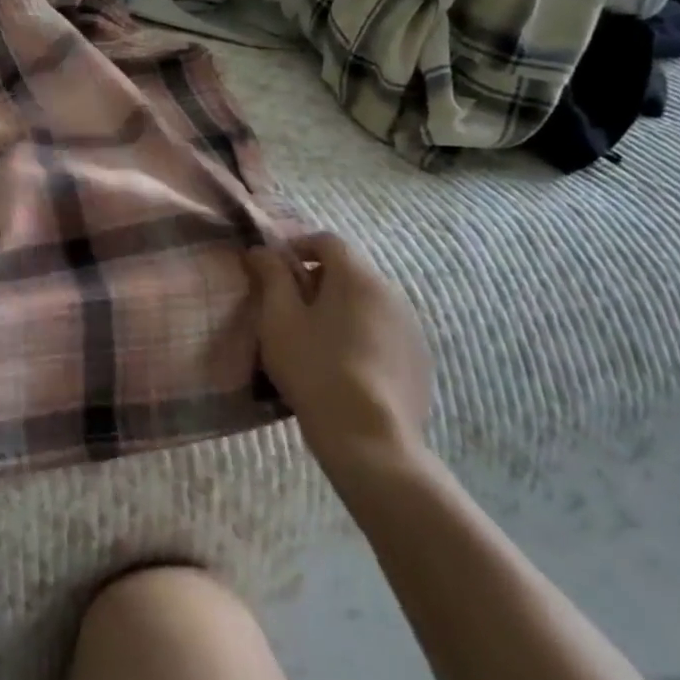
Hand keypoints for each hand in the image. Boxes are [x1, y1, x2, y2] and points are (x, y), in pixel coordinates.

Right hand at [246, 232, 433, 485]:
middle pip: (349, 271)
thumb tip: (261, 250)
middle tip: (289, 308)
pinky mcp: (419, 360)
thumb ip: (271, 277)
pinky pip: (384, 332)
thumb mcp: (278, 319)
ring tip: (315, 340)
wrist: (369, 437)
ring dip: (340, 309)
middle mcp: (391, 293)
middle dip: (317, 280)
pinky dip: (362, 335)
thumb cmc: (314, 367)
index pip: (327, 241)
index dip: (297, 247)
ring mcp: (411, 328)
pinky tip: (343, 366)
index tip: (274, 270)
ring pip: (368, 303)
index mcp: (356, 277)